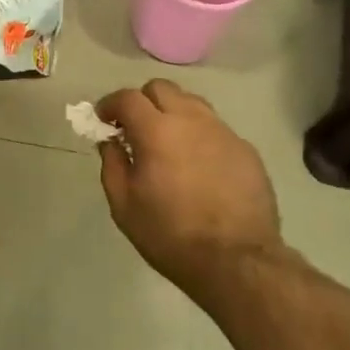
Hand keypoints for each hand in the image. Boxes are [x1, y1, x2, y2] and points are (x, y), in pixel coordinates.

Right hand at [95, 79, 282, 296]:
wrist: (237, 261)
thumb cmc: (170, 235)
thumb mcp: (124, 206)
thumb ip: (112, 165)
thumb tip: (111, 142)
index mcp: (157, 131)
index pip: (128, 97)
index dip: (110, 104)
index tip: (103, 120)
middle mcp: (191, 120)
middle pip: (162, 88)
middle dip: (142, 101)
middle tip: (135, 129)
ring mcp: (223, 132)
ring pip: (192, 103)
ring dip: (172, 113)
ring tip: (168, 143)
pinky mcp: (246, 149)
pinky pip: (215, 128)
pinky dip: (199, 136)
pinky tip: (198, 166)